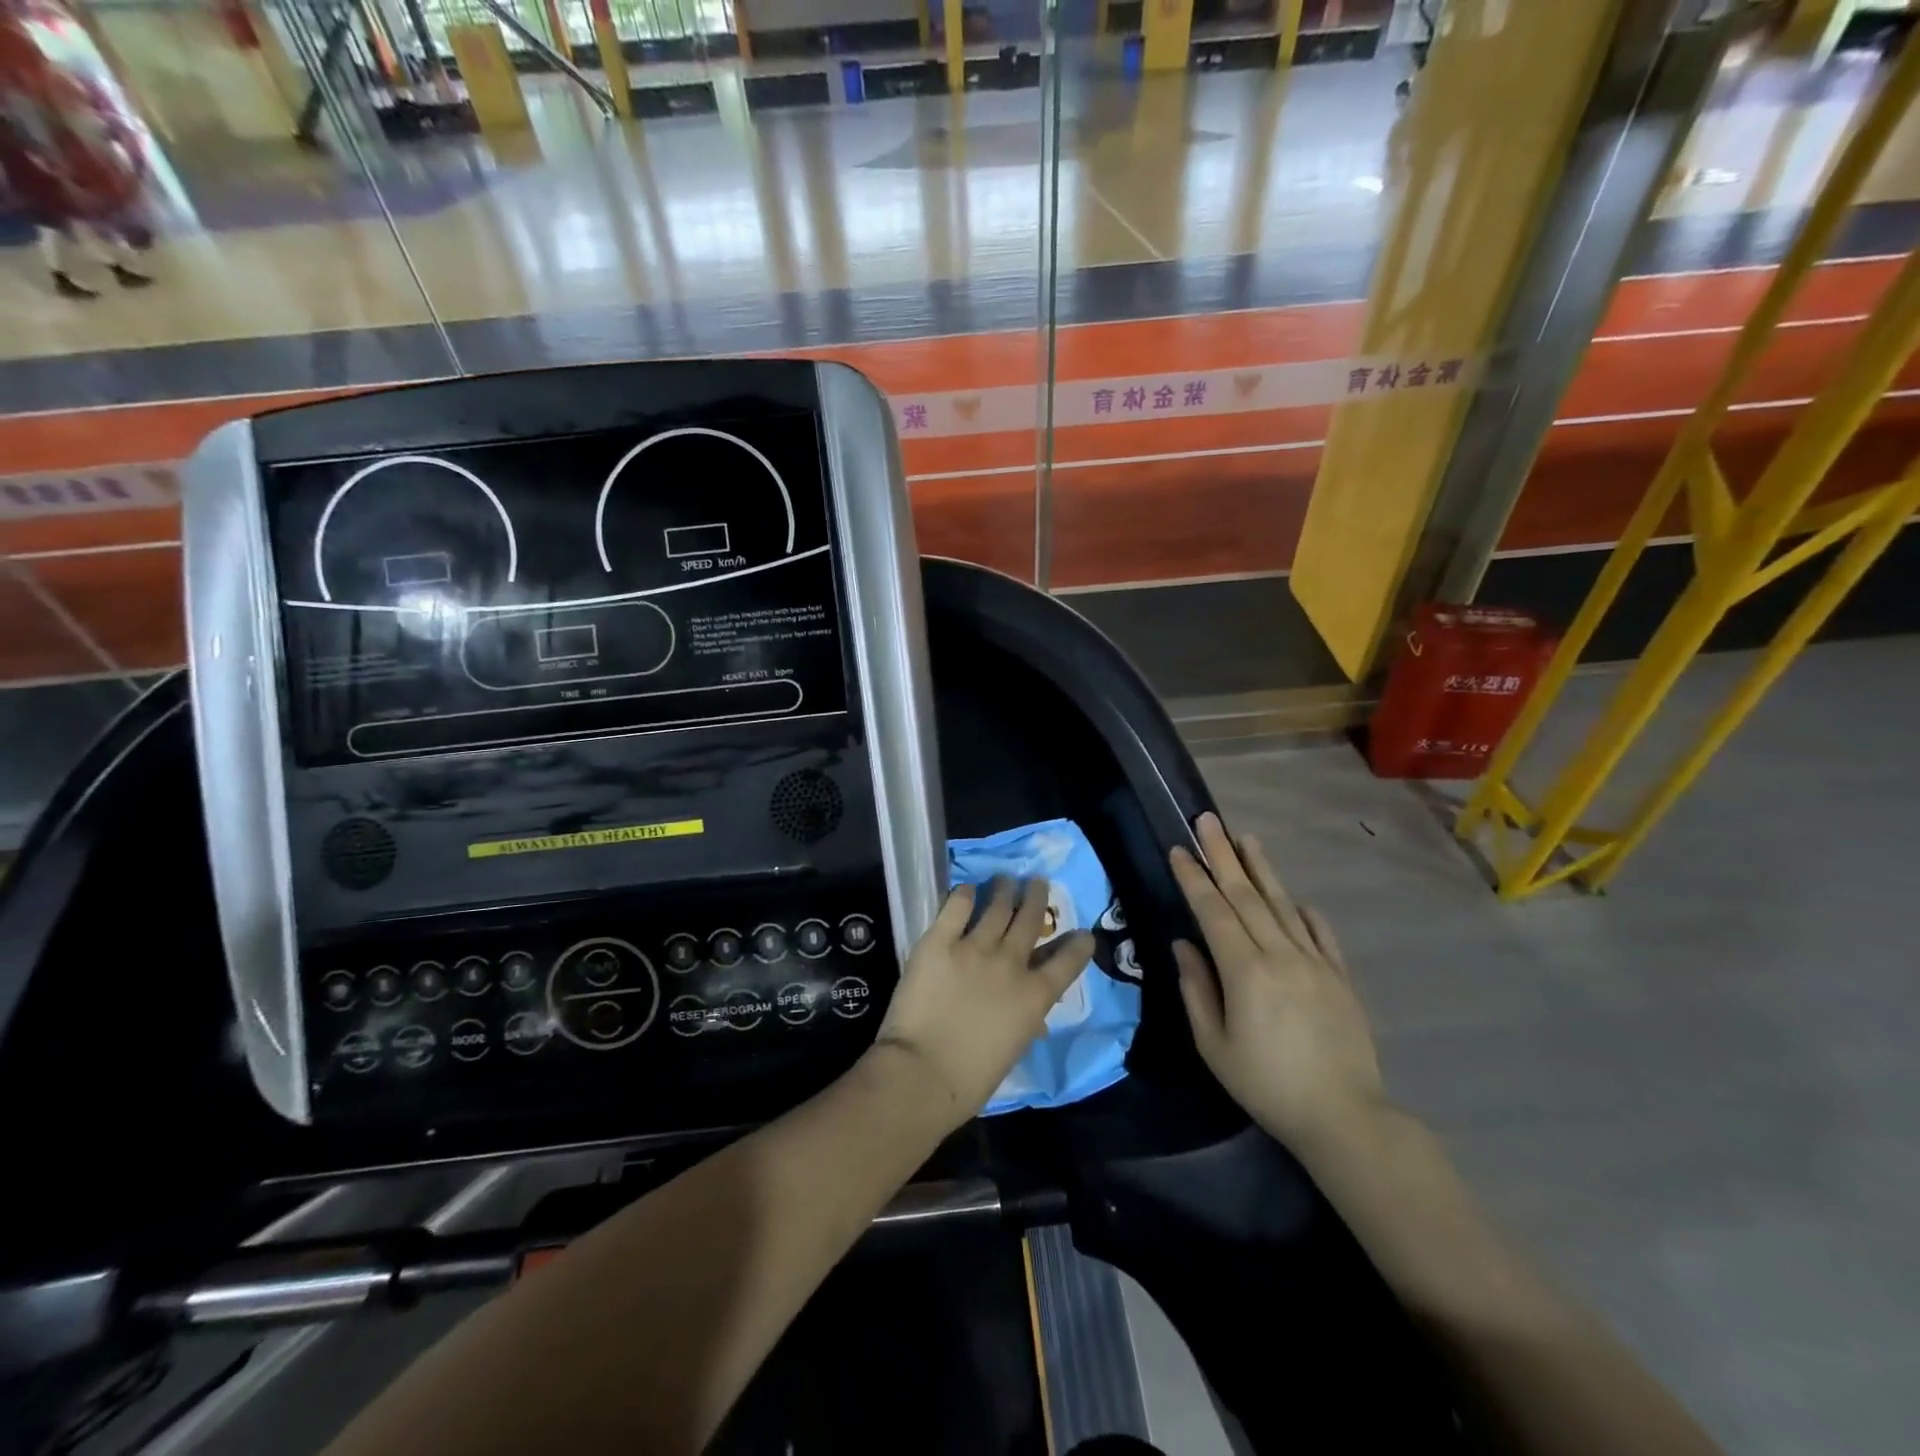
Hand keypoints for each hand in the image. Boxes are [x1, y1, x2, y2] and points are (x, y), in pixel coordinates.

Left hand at [873, 878, 1094, 1131]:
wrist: (925, 1072)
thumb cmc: (972, 1078)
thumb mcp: (1014, 1049)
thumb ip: (1025, 1021)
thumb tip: (1032, 1016)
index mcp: (1034, 997)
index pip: (1067, 962)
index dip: (1078, 945)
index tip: (1083, 934)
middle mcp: (1011, 963)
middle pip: (1031, 919)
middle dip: (1037, 897)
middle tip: (1038, 882)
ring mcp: (975, 947)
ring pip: (997, 906)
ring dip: (1004, 890)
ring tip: (1005, 879)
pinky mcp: (939, 940)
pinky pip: (956, 907)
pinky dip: (964, 895)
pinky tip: (966, 890)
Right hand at [1169, 813, 1386, 1152]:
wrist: (1344, 1116)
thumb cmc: (1267, 1084)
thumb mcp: (1214, 1045)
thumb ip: (1196, 989)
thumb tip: (1184, 944)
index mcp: (1245, 970)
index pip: (1214, 911)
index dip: (1194, 878)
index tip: (1178, 849)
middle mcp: (1281, 954)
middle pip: (1246, 895)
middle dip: (1222, 855)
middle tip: (1207, 820)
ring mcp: (1315, 962)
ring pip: (1283, 905)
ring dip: (1261, 869)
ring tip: (1246, 838)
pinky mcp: (1340, 977)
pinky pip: (1319, 934)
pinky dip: (1303, 911)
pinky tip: (1294, 897)